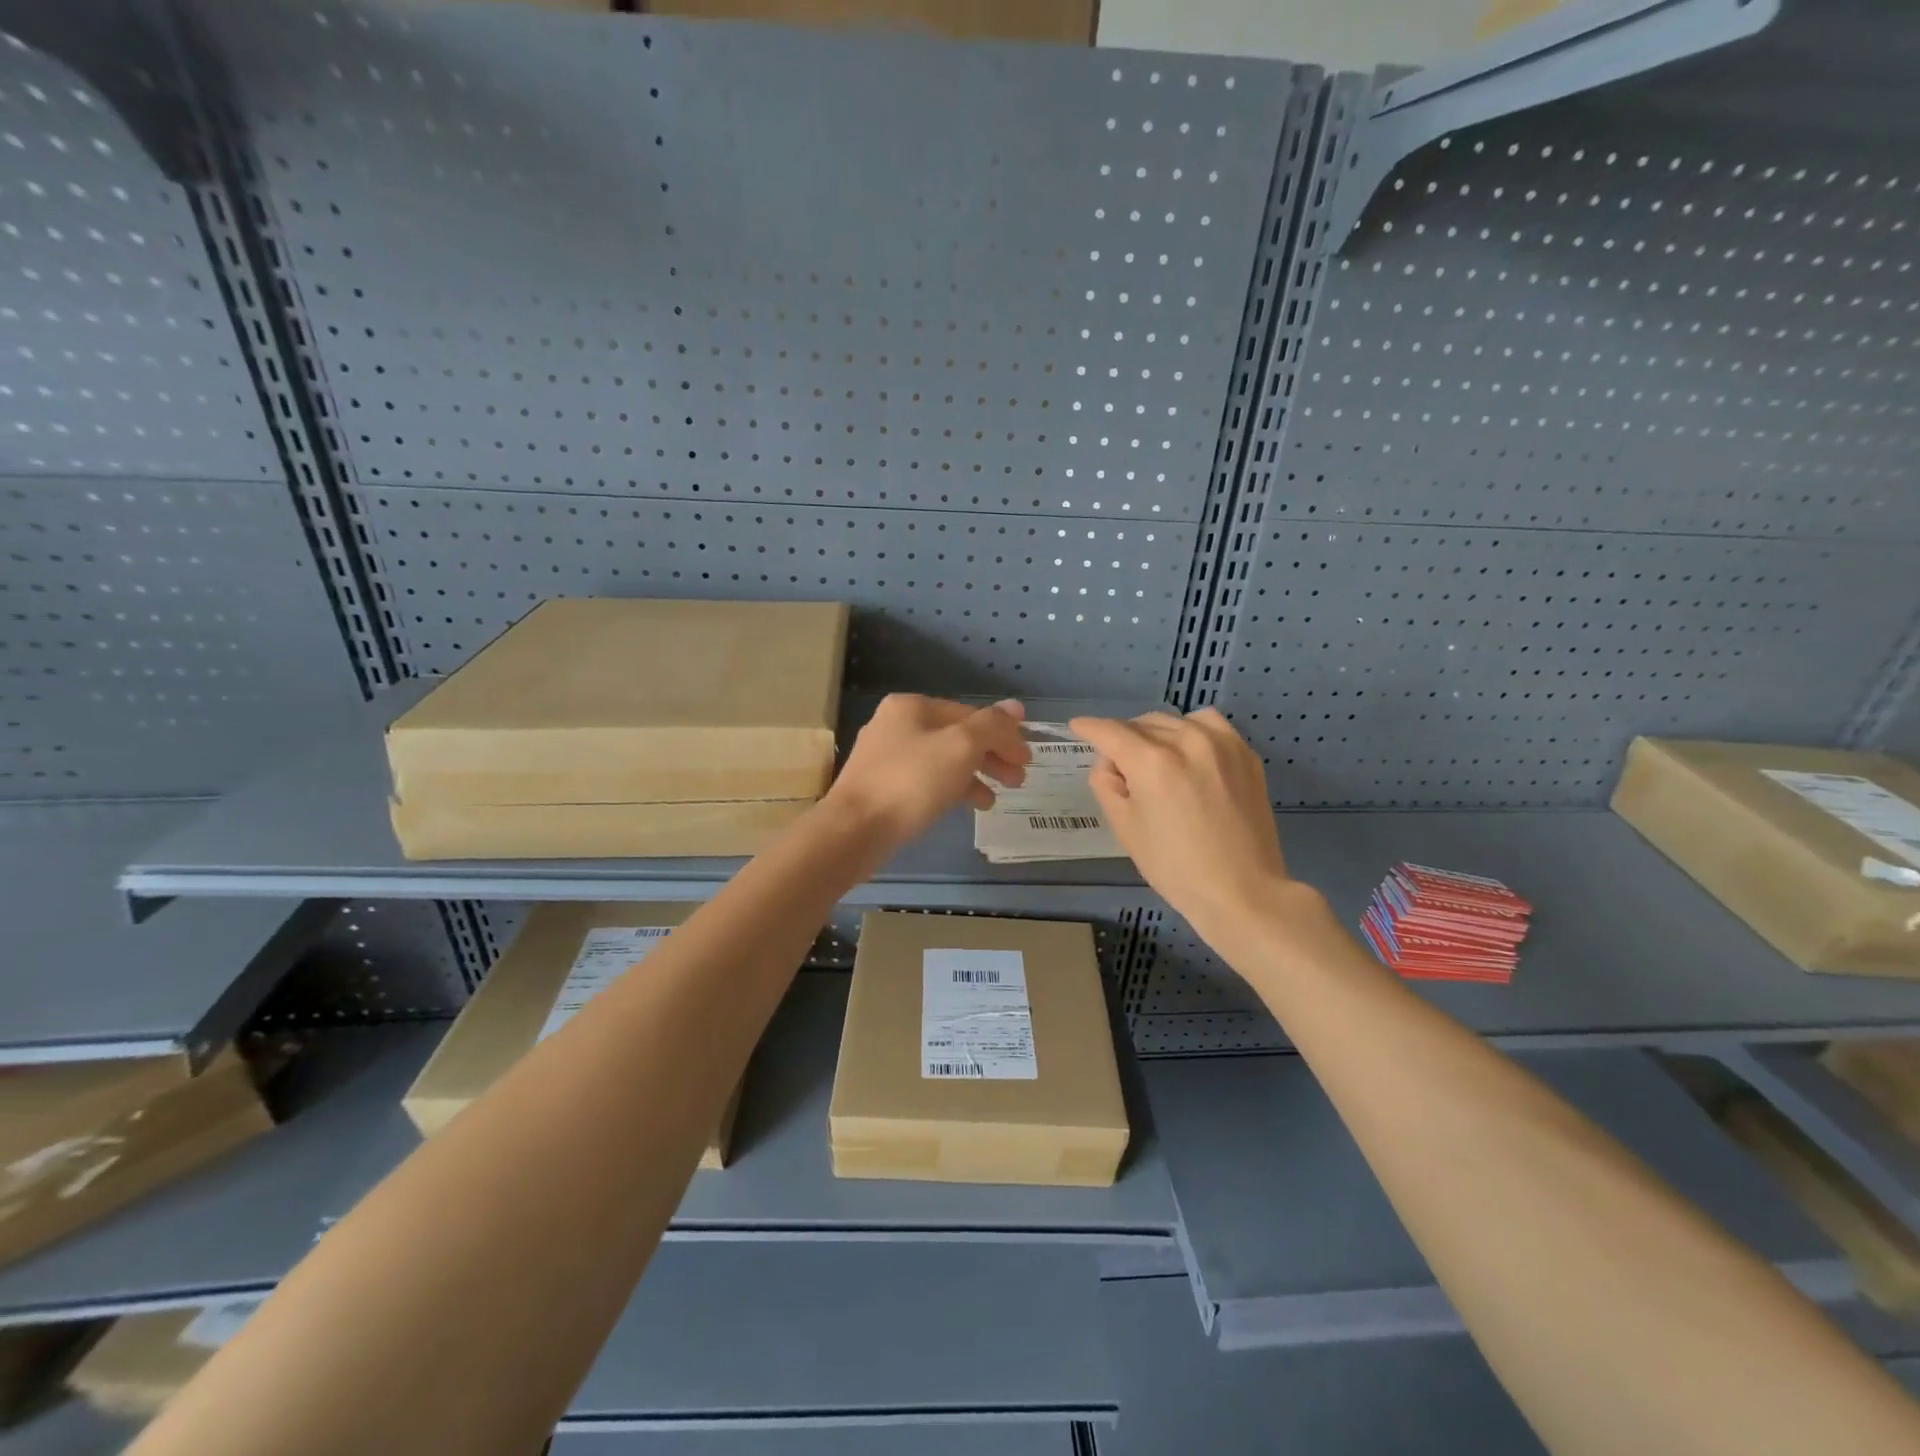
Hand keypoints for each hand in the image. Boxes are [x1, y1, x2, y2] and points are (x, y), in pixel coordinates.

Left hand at [824, 695, 1030, 848]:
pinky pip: (926, 780)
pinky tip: (968, 806)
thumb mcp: (960, 748)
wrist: (853, 831)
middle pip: (957, 736)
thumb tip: (1016, 706)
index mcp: (912, 706)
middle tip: (1018, 780)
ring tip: (996, 798)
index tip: (1027, 760)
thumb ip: (992, 725)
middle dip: (991, 756)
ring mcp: (885, 756)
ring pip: (942, 760)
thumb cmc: (910, 783)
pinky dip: (951, 789)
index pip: (970, 714)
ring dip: (974, 775)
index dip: (1003, 734)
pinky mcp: (881, 786)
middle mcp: (895, 724)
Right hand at [1069, 708, 1296, 944]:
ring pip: (1175, 721)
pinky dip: (1191, 732)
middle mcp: (1187, 741)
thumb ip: (1106, 783)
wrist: (1242, 890)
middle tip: (1121, 768)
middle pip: (1141, 723)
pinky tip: (1190, 755)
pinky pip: (1209, 726)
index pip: (1110, 731)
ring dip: (1157, 733)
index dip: (1088, 728)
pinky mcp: (1245, 753)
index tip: (1077, 727)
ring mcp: (1221, 744)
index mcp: (1151, 762)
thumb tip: (1110, 761)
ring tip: (1156, 760)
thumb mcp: (1124, 828)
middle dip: (1123, 738)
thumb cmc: (1174, 867)